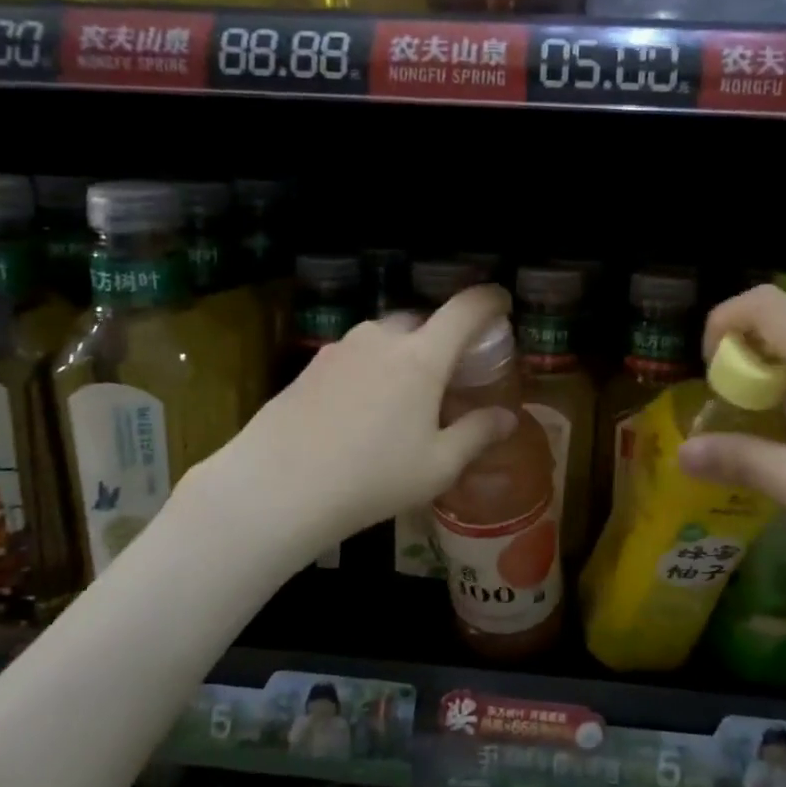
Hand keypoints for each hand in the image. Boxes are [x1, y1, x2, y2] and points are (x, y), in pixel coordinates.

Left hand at [181, 285, 519, 556]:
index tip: (502, 302)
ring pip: (385, 338)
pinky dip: (372, 368)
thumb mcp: (437, 466)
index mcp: (421, 356)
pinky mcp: (312, 364)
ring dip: (403, 354)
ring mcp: (342, 347)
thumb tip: (507, 418)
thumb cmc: (372, 477)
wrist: (278, 486)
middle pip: (422, 321)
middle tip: (450, 372)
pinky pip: (356, 355)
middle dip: (443, 337)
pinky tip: (362, 409)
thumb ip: (477, 434)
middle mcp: (382, 338)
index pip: (465, 309)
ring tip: (404, 397)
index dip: (490, 300)